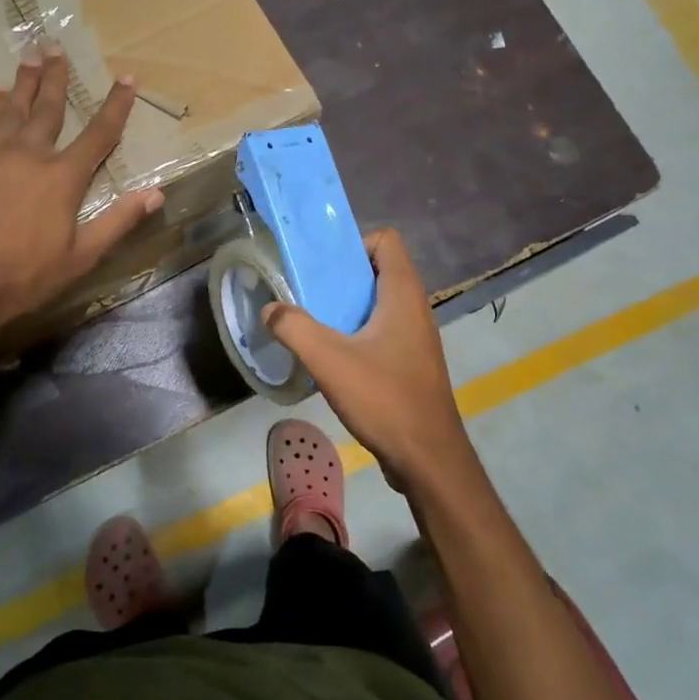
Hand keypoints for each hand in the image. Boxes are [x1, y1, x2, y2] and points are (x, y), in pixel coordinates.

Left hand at [0, 53, 163, 341]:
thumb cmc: (22, 277)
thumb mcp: (80, 257)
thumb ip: (117, 222)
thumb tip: (155, 194)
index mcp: (62, 178)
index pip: (98, 134)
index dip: (116, 105)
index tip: (127, 78)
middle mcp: (28, 154)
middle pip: (49, 107)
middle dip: (57, 77)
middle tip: (58, 48)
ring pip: (11, 107)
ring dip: (24, 82)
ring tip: (31, 58)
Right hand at [261, 229, 481, 501]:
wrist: (428, 458)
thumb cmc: (384, 398)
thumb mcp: (329, 360)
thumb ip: (294, 328)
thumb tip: (270, 309)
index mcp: (403, 294)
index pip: (386, 240)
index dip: (354, 244)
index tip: (323, 267)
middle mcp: (414, 308)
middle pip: (378, 271)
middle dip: (341, 277)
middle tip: (307, 293)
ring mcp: (416, 338)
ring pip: (378, 305)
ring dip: (347, 308)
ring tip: (313, 324)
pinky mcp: (411, 364)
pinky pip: (382, 332)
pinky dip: (357, 334)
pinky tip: (332, 358)